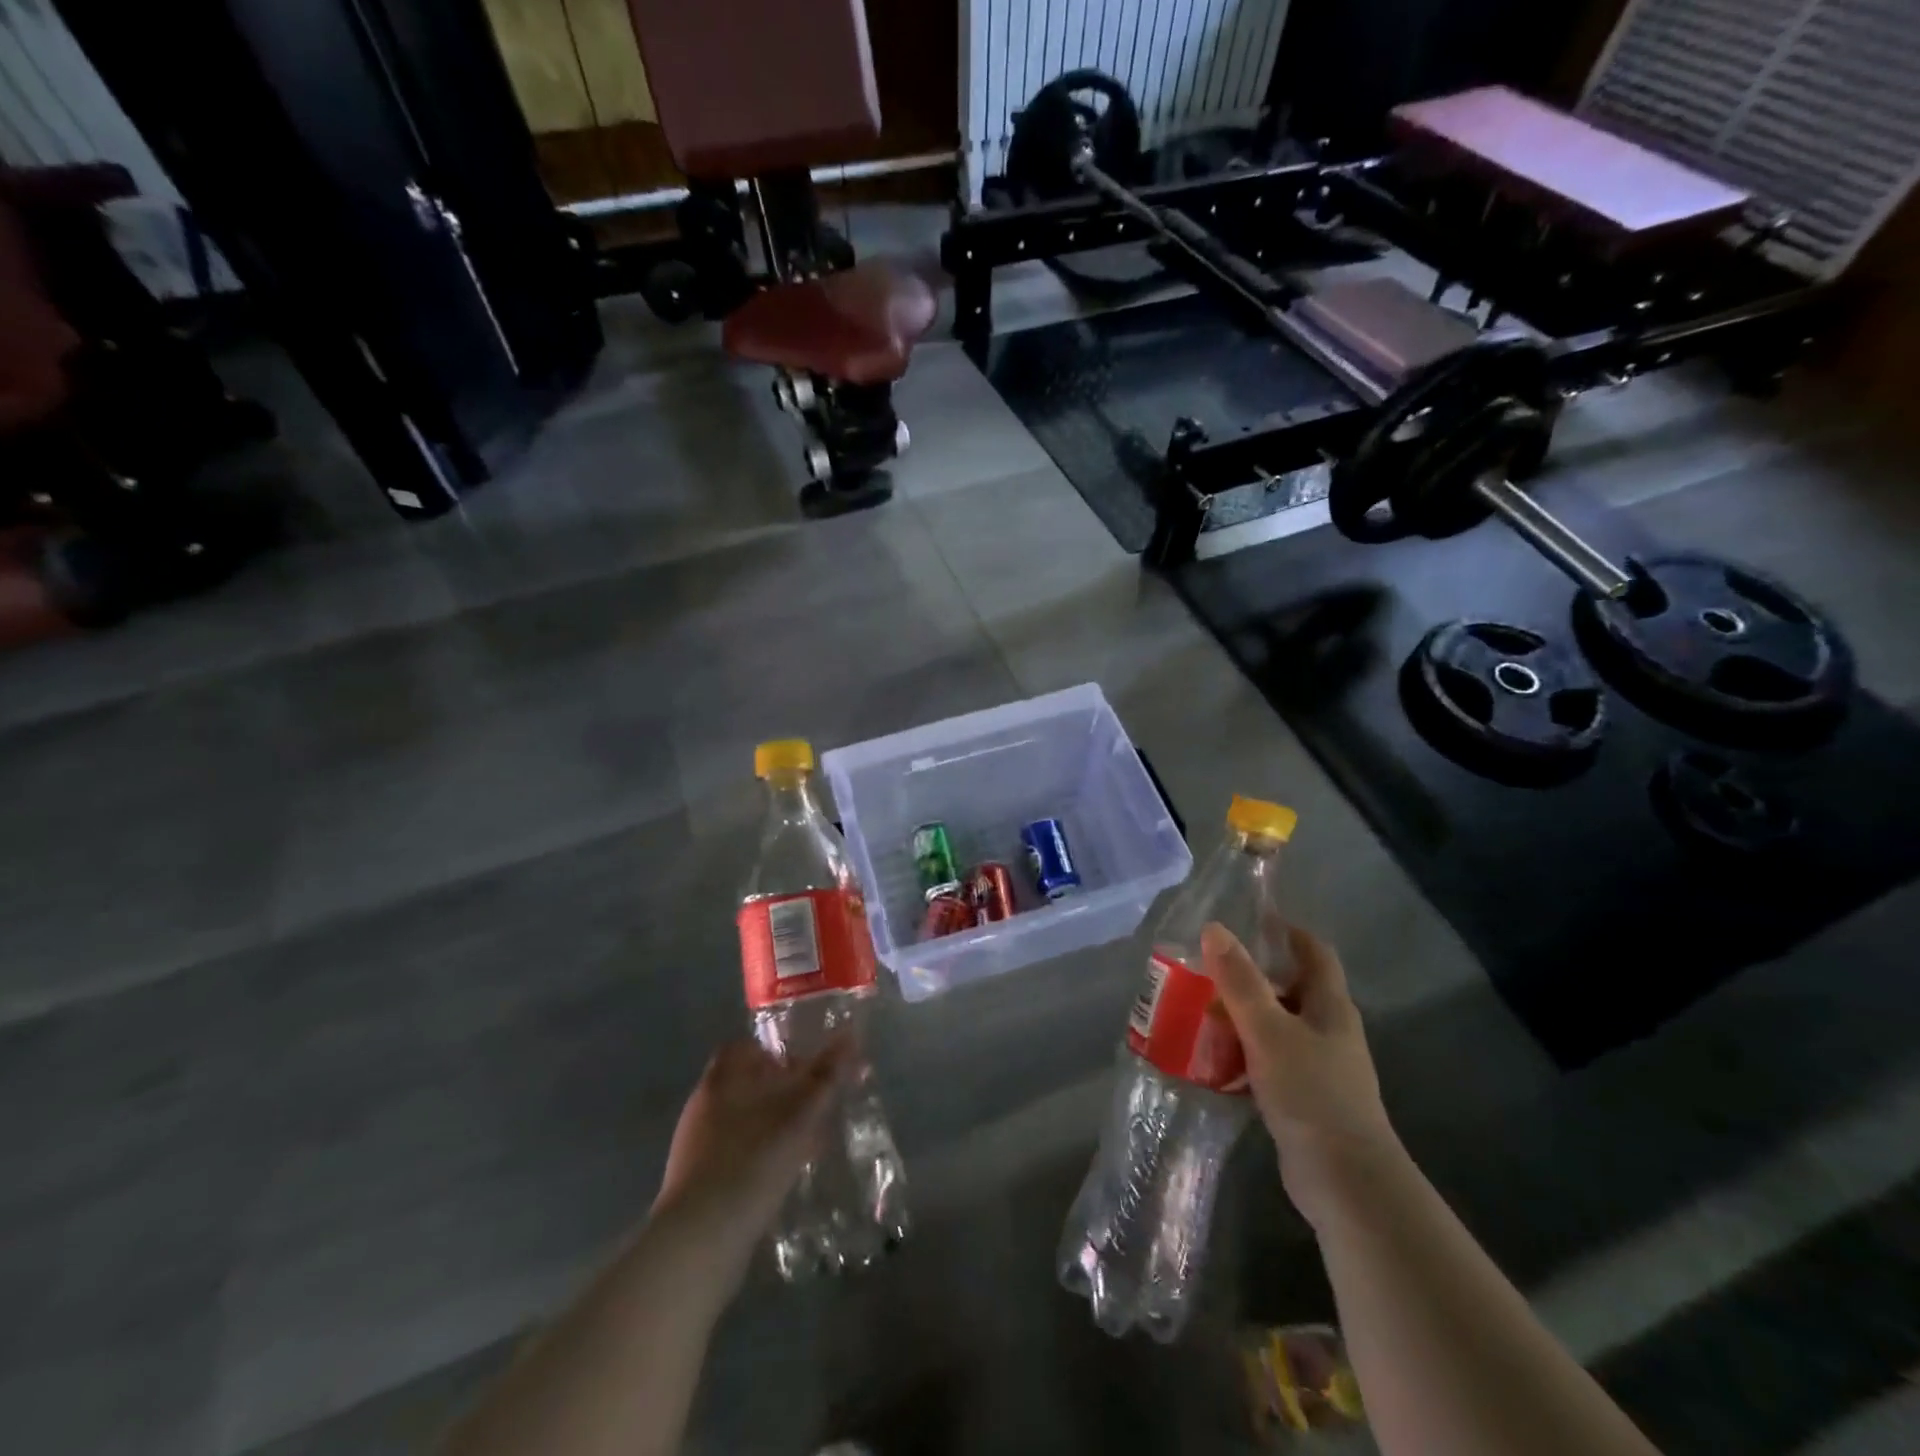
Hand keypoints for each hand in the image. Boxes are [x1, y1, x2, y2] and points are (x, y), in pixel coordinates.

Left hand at [652, 1039, 845, 1273]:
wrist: (700, 1241)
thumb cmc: (753, 1161)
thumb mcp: (800, 1115)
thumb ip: (826, 1076)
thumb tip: (851, 1035)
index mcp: (722, 1079)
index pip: (746, 1047)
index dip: (776, 1051)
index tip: (805, 1066)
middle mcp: (703, 1105)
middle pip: (745, 1084)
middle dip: (779, 1091)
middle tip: (814, 1104)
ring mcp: (695, 1146)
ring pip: (741, 1120)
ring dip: (771, 1125)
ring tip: (806, 1141)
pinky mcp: (696, 1183)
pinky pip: (734, 1154)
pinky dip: (759, 1155)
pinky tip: (781, 1174)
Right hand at [1203, 922, 1398, 1227]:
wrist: (1347, 1183)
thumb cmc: (1311, 1094)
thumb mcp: (1268, 1030)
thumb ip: (1240, 981)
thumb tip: (1214, 928)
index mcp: (1330, 1006)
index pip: (1314, 952)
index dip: (1286, 931)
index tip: (1249, 919)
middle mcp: (1329, 1030)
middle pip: (1290, 987)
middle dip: (1251, 976)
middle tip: (1207, 969)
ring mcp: (1319, 1066)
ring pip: (1277, 1025)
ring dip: (1243, 1016)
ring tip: (1200, 1010)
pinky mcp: (1305, 1098)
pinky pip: (1269, 1060)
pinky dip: (1244, 1052)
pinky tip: (1214, 1058)